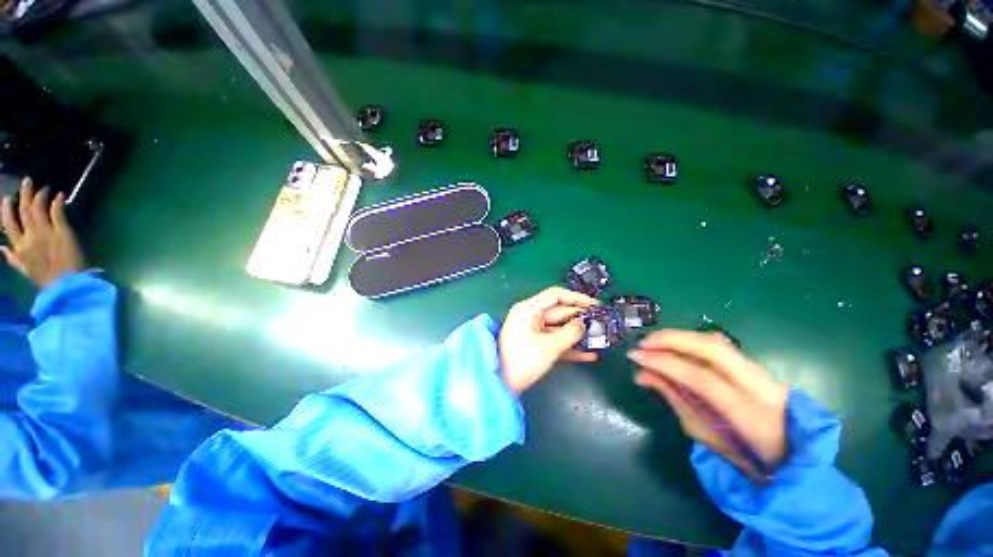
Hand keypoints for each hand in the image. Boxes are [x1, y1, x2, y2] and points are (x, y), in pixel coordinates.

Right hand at [1, 178, 85, 288]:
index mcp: (19, 247)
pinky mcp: (63, 231)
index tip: (7, 198)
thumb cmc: (47, 280)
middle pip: (24, 210)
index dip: (6, 209)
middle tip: (27, 181)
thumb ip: (13, 258)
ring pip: (39, 208)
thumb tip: (1, 247)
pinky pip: (58, 212)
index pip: (9, 223)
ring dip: (41, 195)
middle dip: (24, 194)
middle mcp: (30, 236)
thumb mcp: (25, 271)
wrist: (67, 284)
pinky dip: (58, 202)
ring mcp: (46, 232)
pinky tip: (60, 195)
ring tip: (45, 187)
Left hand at [498, 287, 599, 393]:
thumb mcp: (549, 346)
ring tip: (600, 340)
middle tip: (603, 325)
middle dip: (580, 319)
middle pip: (559, 312)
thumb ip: (570, 333)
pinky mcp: (534, 345)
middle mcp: (530, 316)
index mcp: (529, 309)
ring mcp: (532, 331)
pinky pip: (554, 342)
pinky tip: (588, 355)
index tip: (596, 305)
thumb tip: (584, 323)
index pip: (556, 295)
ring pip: (559, 328)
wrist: (500, 385)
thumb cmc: (522, 361)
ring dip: (577, 335)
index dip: (577, 298)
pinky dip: (569, 348)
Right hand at [628, 330, 787, 475]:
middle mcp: (758, 384)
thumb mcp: (705, 435)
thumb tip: (643, 375)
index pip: (700, 377)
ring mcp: (760, 371)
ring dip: (680, 337)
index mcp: (748, 413)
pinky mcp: (755, 365)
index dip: (664, 363)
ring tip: (653, 342)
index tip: (635, 357)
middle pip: (712, 347)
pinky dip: (691, 341)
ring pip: (715, 341)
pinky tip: (674, 346)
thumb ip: (675, 401)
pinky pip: (718, 345)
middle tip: (643, 342)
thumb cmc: (745, 455)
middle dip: (672, 339)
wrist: (793, 454)